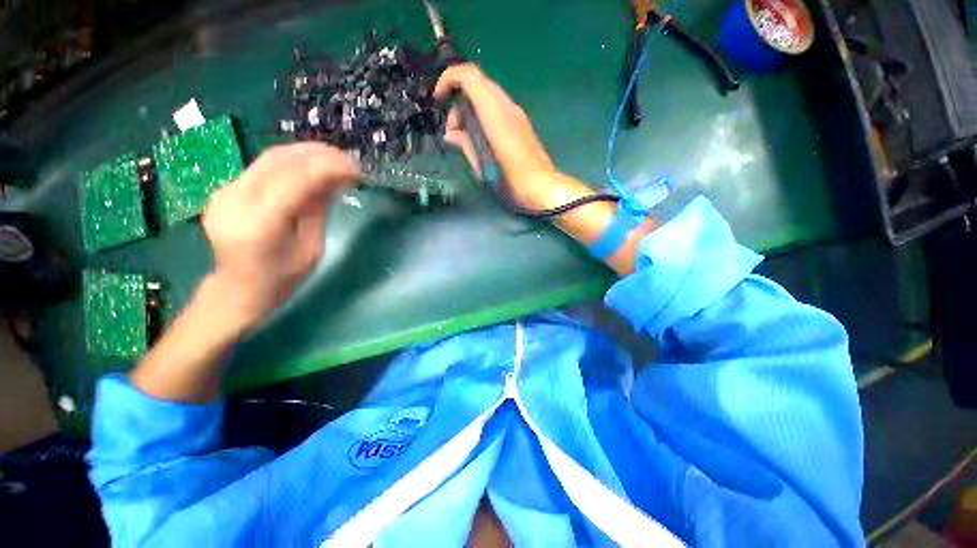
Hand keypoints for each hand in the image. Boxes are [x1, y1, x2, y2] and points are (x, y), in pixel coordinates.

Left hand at [201, 143, 358, 330]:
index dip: (327, 168)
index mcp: (259, 224)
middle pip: (279, 160)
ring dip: (306, 153)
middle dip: (319, 154)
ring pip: (270, 157)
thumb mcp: (311, 248)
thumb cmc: (282, 278)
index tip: (355, 169)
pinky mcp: (225, 188)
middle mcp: (234, 200)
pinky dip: (292, 162)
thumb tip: (335, 179)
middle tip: (348, 160)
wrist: (238, 288)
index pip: (293, 180)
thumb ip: (318, 210)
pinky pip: (263, 166)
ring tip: (335, 159)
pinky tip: (312, 167)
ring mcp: (224, 191)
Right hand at [434, 64, 559, 209]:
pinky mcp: (520, 123)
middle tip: (453, 132)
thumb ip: (466, 146)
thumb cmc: (513, 184)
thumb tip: (450, 135)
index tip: (438, 101)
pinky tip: (480, 140)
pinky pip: (495, 107)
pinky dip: (481, 115)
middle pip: (476, 83)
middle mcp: (507, 107)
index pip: (469, 76)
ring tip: (465, 140)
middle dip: (457, 100)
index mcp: (496, 116)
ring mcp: (516, 114)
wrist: (544, 189)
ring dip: (469, 110)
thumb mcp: (483, 169)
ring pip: (486, 95)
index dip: (448, 80)